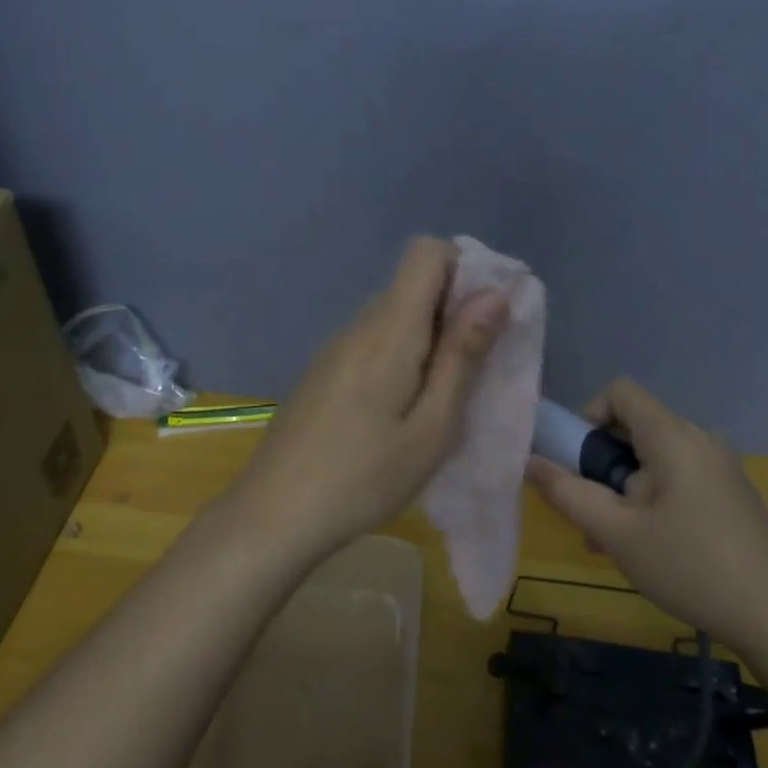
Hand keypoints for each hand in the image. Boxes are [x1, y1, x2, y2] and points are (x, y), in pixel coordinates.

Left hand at [227, 237, 507, 563]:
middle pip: (412, 284)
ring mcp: (334, 349)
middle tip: (475, 369)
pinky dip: (400, 358)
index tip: (487, 316)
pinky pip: (372, 343)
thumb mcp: (432, 427)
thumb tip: (494, 293)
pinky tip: (399, 413)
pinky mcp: (322, 373)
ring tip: (441, 399)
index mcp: (389, 329)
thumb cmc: (364, 478)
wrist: (273, 516)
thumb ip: (463, 355)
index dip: (464, 268)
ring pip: (393, 316)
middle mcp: (358, 325)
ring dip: (428, 339)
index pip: (426, 251)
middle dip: (454, 310)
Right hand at [525, 378, 767, 654]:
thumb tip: (530, 461)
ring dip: (625, 487)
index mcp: (673, 437)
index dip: (589, 416)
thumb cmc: (690, 566)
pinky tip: (651, 547)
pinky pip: (680, 476)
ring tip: (616, 541)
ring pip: (656, 457)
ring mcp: (722, 466)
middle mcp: (700, 439)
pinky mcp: (732, 492)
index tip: (580, 464)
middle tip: (593, 515)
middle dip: (603, 463)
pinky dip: (654, 497)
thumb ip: (568, 493)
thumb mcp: (616, 534)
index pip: (620, 391)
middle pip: (635, 426)